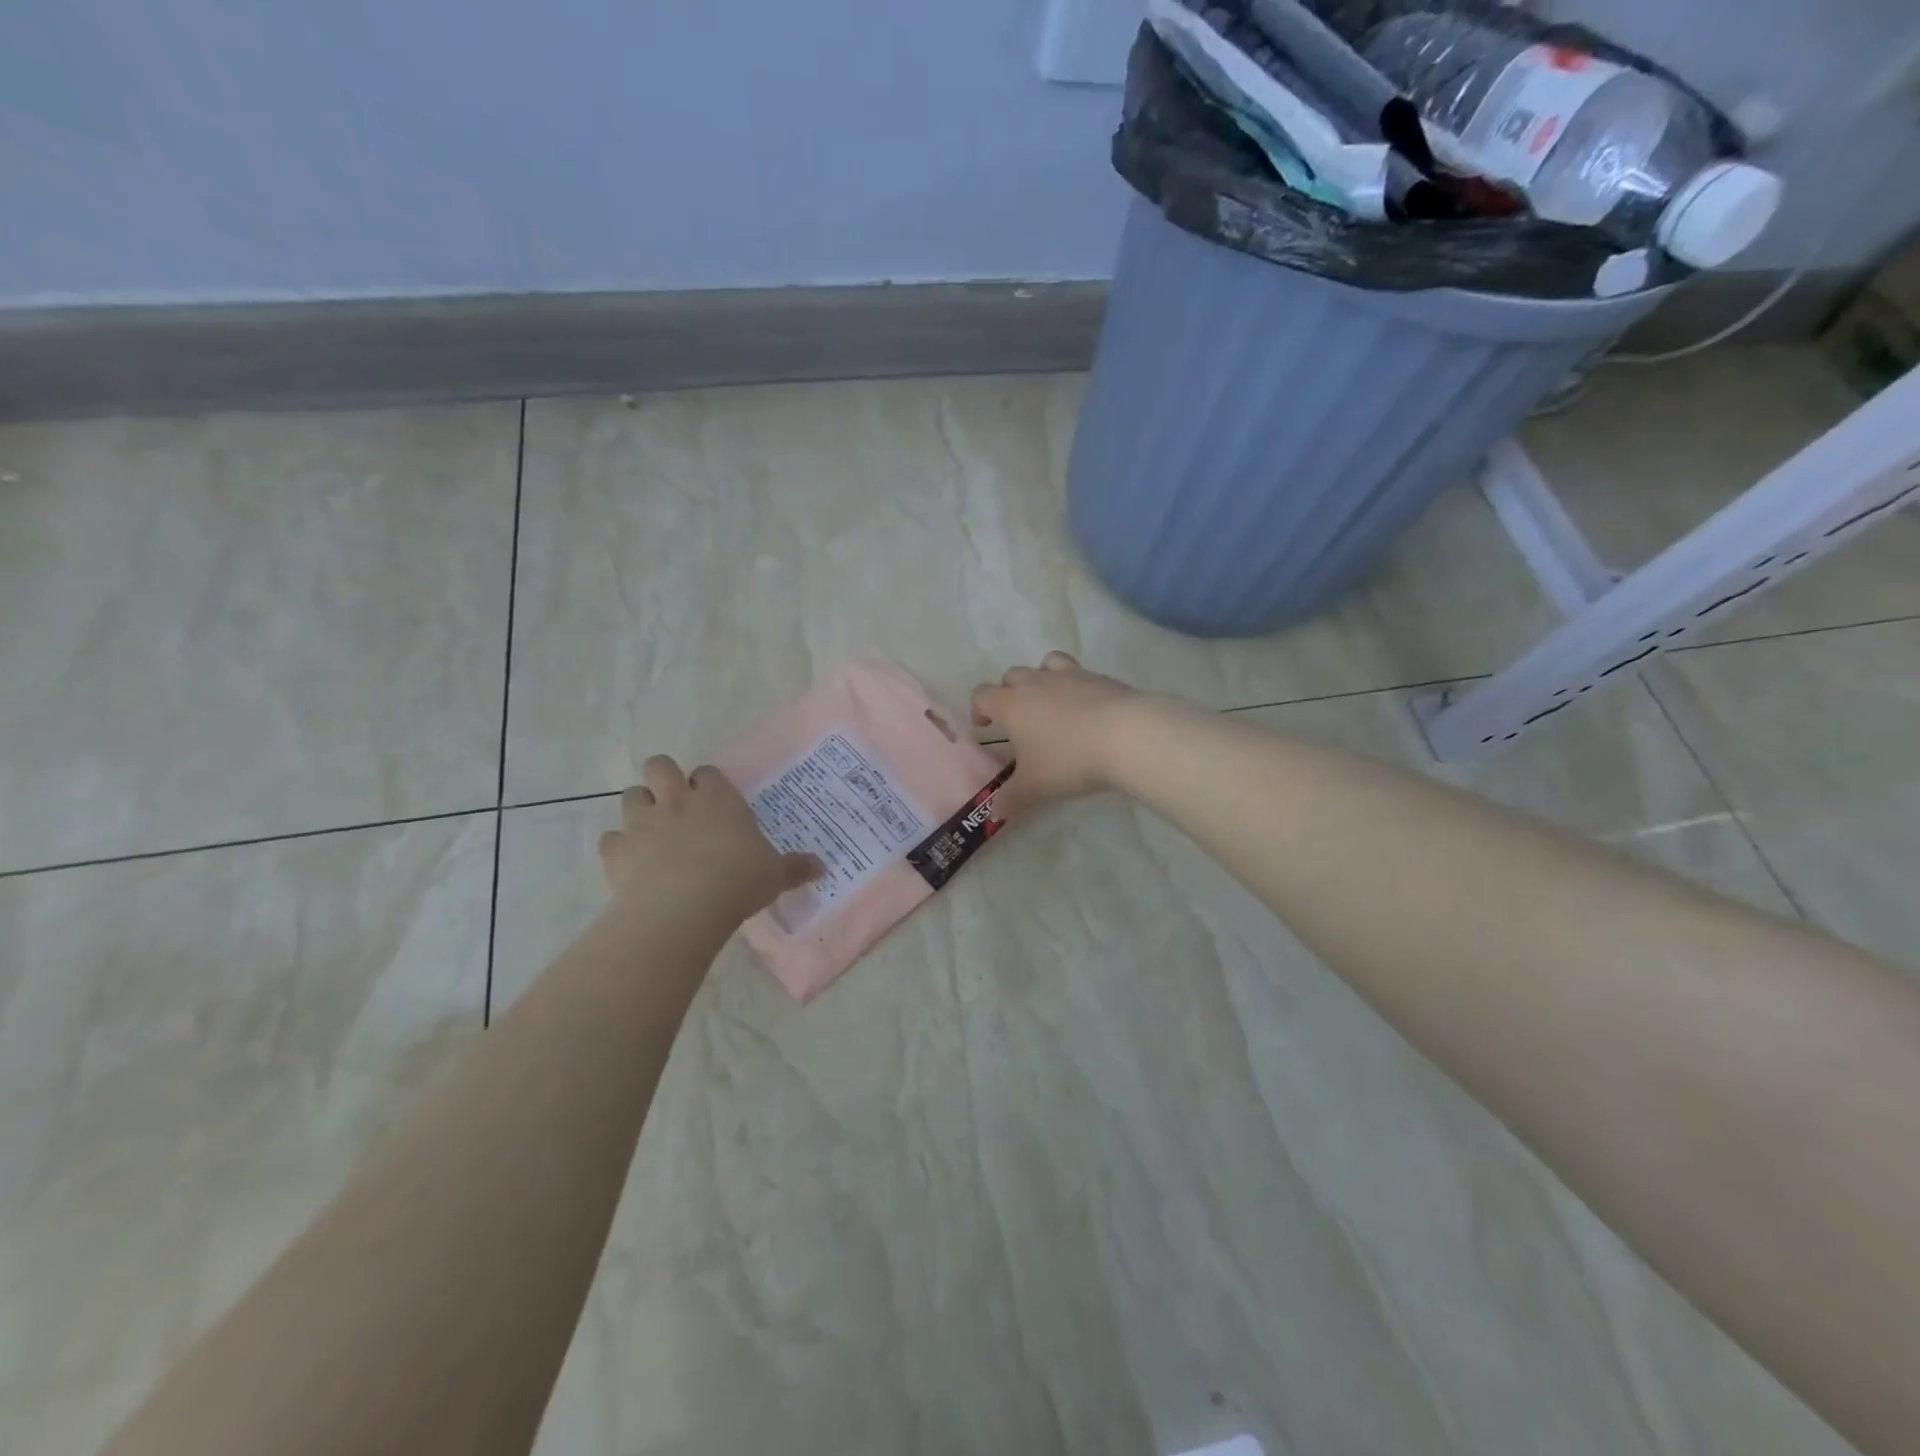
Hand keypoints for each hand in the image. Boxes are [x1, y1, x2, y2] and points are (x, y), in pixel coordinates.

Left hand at [599, 756, 821, 921]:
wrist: (682, 907)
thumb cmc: (737, 882)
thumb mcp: (774, 875)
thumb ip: (795, 867)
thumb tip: (821, 867)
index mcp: (718, 800)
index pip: (708, 773)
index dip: (708, 784)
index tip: (714, 802)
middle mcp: (677, 801)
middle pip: (659, 765)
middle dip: (663, 779)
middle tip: (676, 805)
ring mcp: (643, 823)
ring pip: (631, 795)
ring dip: (639, 808)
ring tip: (651, 832)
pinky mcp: (617, 850)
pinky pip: (611, 839)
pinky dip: (619, 848)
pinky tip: (630, 864)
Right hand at [970, 652, 1146, 819]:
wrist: (1126, 736)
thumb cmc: (1069, 760)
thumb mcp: (1035, 786)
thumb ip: (1011, 798)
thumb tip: (993, 813)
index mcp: (1012, 704)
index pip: (982, 695)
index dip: (978, 709)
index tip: (985, 727)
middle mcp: (1036, 682)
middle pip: (1012, 676)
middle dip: (1009, 693)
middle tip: (1019, 721)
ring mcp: (1070, 675)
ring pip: (1046, 664)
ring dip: (1042, 679)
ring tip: (1051, 703)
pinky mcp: (1100, 678)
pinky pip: (1080, 674)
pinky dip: (1076, 687)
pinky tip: (1087, 710)